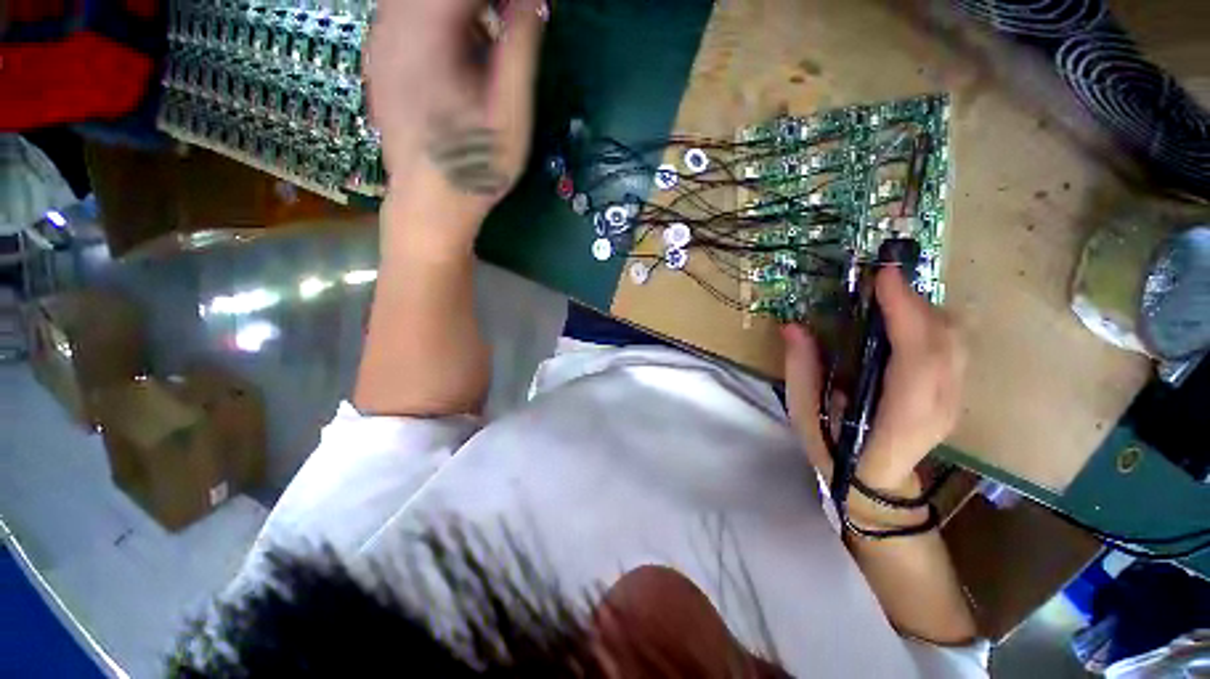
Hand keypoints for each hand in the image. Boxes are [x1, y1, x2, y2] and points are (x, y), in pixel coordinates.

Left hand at [365, 0, 547, 238]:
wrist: (429, 205)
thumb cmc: (476, 167)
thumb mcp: (511, 114)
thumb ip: (520, 49)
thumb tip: (532, 2)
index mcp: (427, 33)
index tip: (528, 10)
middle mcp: (393, 24)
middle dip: (484, 6)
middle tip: (512, 23)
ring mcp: (381, 40)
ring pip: (421, 1)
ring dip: (463, 13)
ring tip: (490, 42)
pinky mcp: (380, 57)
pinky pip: (409, 13)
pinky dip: (442, 20)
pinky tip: (462, 52)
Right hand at [783, 267, 966, 500]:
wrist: (876, 485)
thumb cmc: (835, 451)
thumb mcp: (804, 415)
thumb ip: (800, 372)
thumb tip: (794, 327)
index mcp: (901, 418)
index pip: (917, 358)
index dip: (906, 313)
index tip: (885, 277)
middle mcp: (939, 406)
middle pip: (944, 341)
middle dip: (915, 302)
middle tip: (881, 280)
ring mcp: (954, 400)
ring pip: (955, 341)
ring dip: (925, 308)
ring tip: (891, 293)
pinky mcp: (955, 393)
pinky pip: (953, 346)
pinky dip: (932, 320)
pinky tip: (906, 315)